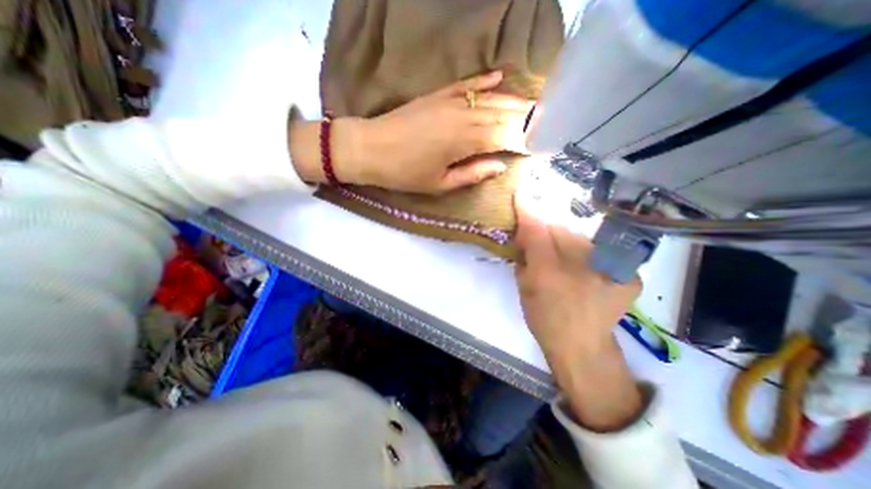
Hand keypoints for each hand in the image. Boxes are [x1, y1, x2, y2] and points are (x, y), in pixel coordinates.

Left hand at [289, 71, 530, 192]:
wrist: (370, 148)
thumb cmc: (405, 173)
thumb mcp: (440, 183)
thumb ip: (472, 173)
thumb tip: (500, 166)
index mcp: (464, 141)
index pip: (504, 137)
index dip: (523, 140)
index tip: (540, 145)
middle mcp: (463, 116)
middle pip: (502, 115)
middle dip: (526, 118)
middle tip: (547, 121)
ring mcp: (449, 102)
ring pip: (489, 98)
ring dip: (513, 101)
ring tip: (534, 104)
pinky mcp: (437, 95)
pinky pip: (466, 84)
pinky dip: (484, 80)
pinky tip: (500, 77)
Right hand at [511, 183, 641, 431]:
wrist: (580, 347)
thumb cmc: (545, 317)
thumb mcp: (524, 285)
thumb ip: (523, 253)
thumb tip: (525, 225)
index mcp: (551, 270)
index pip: (538, 228)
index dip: (528, 209)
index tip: (521, 191)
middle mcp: (587, 265)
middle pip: (561, 228)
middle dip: (547, 228)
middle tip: (539, 236)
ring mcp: (614, 268)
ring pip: (580, 237)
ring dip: (567, 240)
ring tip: (561, 256)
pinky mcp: (630, 275)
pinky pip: (600, 250)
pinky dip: (587, 252)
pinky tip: (581, 266)